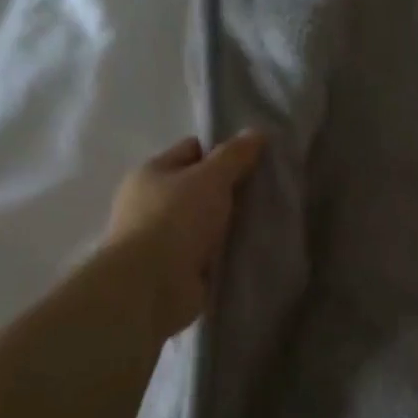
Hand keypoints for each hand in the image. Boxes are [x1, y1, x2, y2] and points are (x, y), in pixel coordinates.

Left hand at [109, 130, 266, 338]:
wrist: (151, 285)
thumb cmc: (175, 219)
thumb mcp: (211, 178)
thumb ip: (234, 156)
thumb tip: (257, 132)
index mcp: (152, 172)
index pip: (192, 150)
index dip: (223, 151)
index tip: (256, 160)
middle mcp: (151, 202)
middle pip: (199, 186)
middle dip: (230, 189)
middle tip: (266, 191)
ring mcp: (162, 237)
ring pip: (206, 220)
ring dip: (229, 223)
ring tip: (265, 221)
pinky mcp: (174, 268)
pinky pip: (208, 251)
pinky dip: (225, 250)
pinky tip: (250, 248)